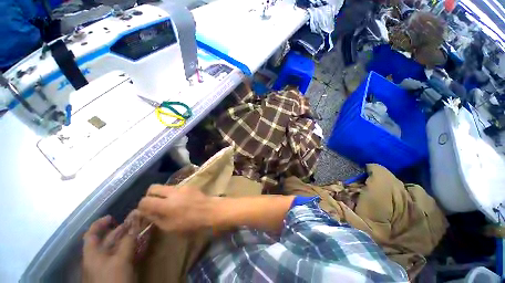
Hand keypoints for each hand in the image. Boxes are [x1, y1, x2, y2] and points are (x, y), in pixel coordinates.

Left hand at [82, 216, 137, 282]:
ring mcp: (110, 265)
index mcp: (93, 254)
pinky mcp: (119, 270)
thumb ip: (129, 239)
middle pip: (109, 239)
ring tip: (143, 227)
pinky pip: (126, 254)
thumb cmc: (113, 279)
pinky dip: (134, 247)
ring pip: (119, 246)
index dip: (100, 224)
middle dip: (122, 228)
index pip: (92, 234)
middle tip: (137, 219)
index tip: (112, 216)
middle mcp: (100, 257)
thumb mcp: (121, 259)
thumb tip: (136, 215)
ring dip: (131, 236)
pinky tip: (143, 242)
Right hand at [138, 185, 214, 233]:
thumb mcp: (170, 227)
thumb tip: (146, 212)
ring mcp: (182, 187)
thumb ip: (156, 218)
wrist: (211, 211)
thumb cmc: (192, 224)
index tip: (145, 212)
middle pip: (153, 187)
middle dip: (150, 195)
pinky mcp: (189, 185)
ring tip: (168, 204)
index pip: (144, 200)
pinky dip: (173, 193)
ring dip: (162, 194)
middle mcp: (172, 192)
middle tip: (154, 205)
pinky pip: (176, 187)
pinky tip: (179, 201)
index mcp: (166, 204)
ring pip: (165, 187)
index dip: (142, 206)